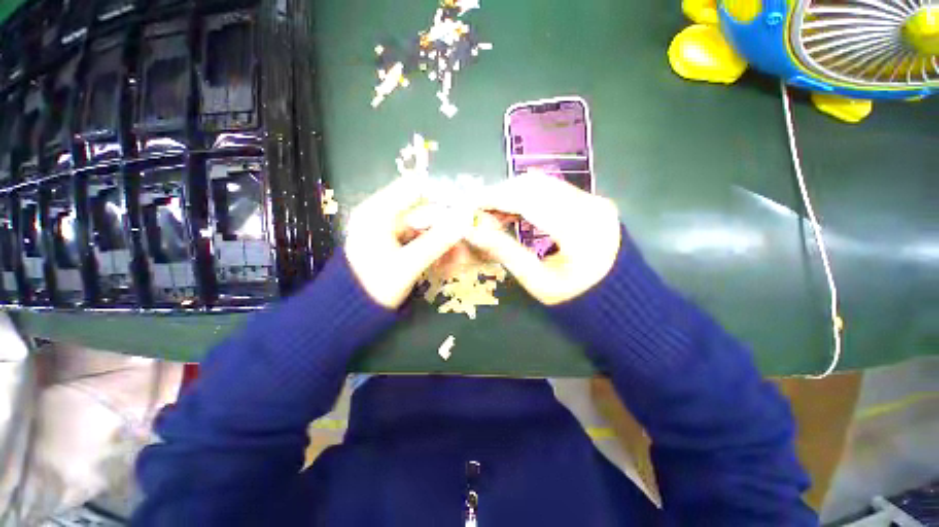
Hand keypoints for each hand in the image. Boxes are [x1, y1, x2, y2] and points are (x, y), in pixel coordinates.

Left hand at [344, 176, 475, 308]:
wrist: (350, 312)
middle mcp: (382, 214)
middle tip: (464, 244)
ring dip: (442, 241)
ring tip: (456, 260)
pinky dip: (433, 248)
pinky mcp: (393, 242)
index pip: (415, 187)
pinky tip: (444, 263)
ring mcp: (387, 229)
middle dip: (446, 227)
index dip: (442, 195)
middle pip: (423, 209)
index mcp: (377, 212)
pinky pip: (419, 238)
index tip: (464, 211)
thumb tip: (465, 221)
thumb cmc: (374, 287)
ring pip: (424, 226)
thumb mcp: (407, 265)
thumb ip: (437, 242)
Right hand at [467, 173, 620, 304]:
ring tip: (493, 213)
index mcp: (579, 229)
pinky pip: (553, 190)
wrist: (620, 302)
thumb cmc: (578, 300)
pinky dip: (529, 197)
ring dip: (513, 194)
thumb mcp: (538, 282)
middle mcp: (591, 205)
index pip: (527, 199)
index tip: (470, 206)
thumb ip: (505, 252)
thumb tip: (473, 230)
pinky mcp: (593, 202)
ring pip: (543, 183)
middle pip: (534, 184)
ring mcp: (595, 200)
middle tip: (479, 211)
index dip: (494, 199)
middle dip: (501, 193)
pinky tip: (515, 211)